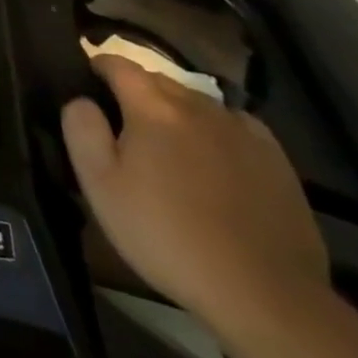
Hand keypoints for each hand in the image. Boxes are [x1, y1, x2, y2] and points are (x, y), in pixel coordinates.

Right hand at [62, 56, 329, 335]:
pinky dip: (217, 129)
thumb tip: (81, 100)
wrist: (263, 293)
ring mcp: (242, 132)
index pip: (119, 65)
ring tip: (168, 139)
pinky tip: (215, 154)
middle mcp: (198, 107)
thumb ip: (82, 130)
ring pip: (198, 102)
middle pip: (159, 80)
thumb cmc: (167, 235)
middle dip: (137, 88)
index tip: (88, 78)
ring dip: (176, 109)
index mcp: (153, 108)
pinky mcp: (276, 160)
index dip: (99, 65)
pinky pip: (236, 126)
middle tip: (123, 118)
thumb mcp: (101, 186)